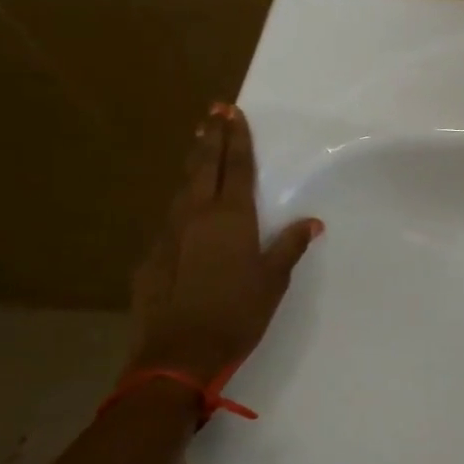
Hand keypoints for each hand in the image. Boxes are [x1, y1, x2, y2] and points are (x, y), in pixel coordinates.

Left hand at [127, 103, 322, 385]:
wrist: (179, 352)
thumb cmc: (238, 312)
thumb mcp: (273, 280)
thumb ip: (289, 246)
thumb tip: (311, 222)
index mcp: (232, 217)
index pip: (237, 167)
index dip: (237, 138)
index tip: (233, 112)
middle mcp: (197, 215)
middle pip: (204, 166)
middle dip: (211, 137)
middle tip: (214, 112)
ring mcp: (169, 234)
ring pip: (183, 189)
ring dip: (194, 165)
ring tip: (199, 146)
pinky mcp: (151, 255)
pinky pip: (171, 220)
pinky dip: (181, 205)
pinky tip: (184, 211)